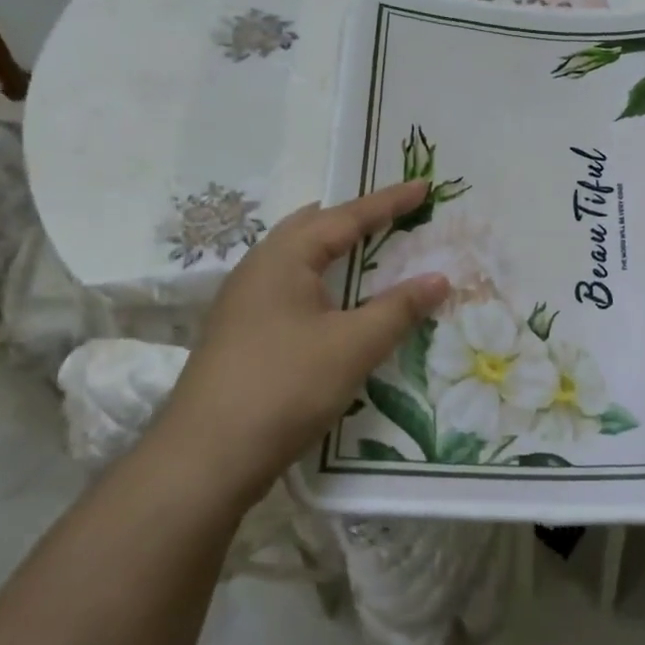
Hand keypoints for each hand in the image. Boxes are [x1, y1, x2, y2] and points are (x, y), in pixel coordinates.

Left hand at [156, 182, 449, 504]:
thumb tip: (439, 278)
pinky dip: (324, 281)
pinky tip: (339, 303)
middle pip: (314, 227)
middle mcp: (259, 267)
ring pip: (299, 258)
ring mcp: (245, 301)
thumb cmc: (284, 387)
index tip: (425, 186)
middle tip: (396, 214)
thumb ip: (399, 308)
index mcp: (283, 257)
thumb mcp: (352, 346)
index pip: (346, 216)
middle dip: (357, 218)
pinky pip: (292, 287)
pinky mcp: (243, 332)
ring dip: (338, 250)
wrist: (205, 459)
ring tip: (372, 249)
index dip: (389, 202)